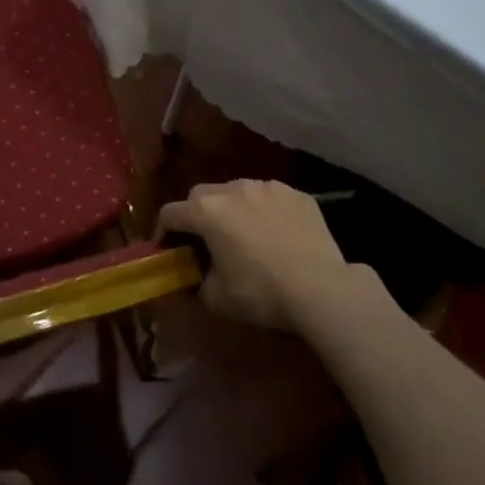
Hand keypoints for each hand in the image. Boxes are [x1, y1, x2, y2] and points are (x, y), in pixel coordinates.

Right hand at [158, 180, 350, 330]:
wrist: (321, 289)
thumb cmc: (261, 293)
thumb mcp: (216, 297)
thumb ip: (196, 281)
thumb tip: (196, 277)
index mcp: (207, 211)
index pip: (170, 213)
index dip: (163, 233)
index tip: (167, 251)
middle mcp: (234, 188)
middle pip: (201, 195)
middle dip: (195, 215)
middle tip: (203, 241)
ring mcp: (268, 187)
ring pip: (237, 191)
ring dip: (230, 209)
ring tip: (241, 234)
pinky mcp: (297, 194)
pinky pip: (269, 197)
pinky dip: (263, 211)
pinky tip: (274, 233)